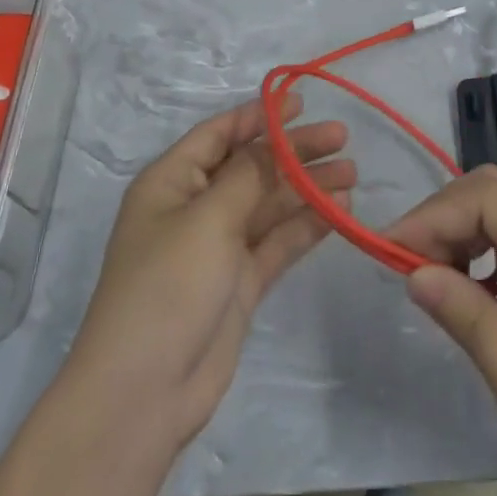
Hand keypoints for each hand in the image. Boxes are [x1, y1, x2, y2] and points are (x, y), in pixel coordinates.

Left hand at [64, 95, 352, 455]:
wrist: (144, 392)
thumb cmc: (167, 286)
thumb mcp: (208, 219)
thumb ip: (248, 176)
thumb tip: (274, 140)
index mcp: (172, 181)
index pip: (219, 134)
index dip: (259, 115)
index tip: (302, 103)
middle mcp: (195, 207)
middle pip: (251, 166)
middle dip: (294, 150)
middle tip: (342, 138)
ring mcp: (217, 247)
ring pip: (269, 204)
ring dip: (307, 187)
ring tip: (352, 172)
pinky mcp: (239, 283)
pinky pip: (277, 242)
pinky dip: (306, 225)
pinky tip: (340, 210)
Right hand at [388, 167, 496, 495]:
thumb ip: (473, 324)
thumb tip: (414, 273)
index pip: (486, 200)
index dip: (431, 218)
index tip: (388, 254)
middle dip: (444, 216)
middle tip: (408, 264)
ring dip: (465, 226)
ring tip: (434, 274)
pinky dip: (492, 242)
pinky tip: (478, 283)